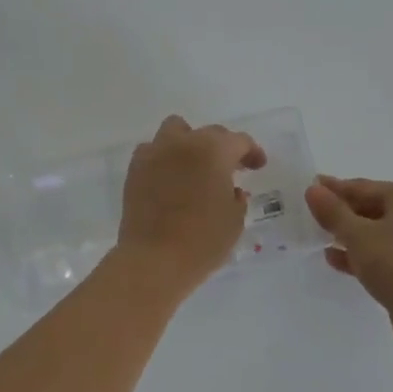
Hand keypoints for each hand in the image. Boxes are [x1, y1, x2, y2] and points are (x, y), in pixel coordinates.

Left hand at [116, 115, 266, 289]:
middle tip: (229, 169)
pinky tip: (170, 178)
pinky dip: (164, 158)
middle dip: (223, 147)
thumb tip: (230, 189)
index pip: (239, 141)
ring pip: (175, 131)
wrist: (154, 260)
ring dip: (189, 143)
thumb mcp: (234, 220)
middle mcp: (184, 142)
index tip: (257, 166)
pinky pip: (152, 151)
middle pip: (209, 133)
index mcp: (214, 150)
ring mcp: (156, 153)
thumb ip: (236, 197)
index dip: (252, 152)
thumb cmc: (203, 241)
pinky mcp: (135, 169)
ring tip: (194, 166)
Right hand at [304, 175, 392, 342]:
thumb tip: (313, 190)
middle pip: (375, 208)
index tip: (313, 187)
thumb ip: (333, 211)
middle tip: (316, 214)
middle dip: (344, 213)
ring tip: (323, 238)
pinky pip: (388, 253)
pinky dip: (365, 254)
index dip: (336, 188)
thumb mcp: (356, 234)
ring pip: (381, 233)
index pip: (365, 187)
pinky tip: (337, 260)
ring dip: (352, 235)